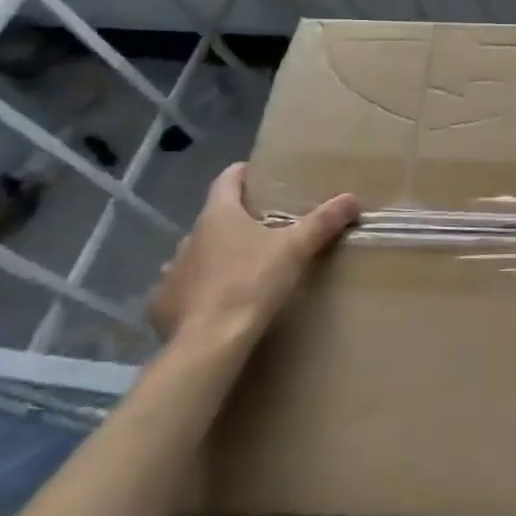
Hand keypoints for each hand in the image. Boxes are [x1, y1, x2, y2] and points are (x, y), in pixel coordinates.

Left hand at [149, 164, 358, 345]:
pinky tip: (217, 302)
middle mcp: (189, 237)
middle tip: (265, 229)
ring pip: (198, 254)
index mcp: (218, 215)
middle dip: (237, 221)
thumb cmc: (252, 282)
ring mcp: (172, 271)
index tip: (260, 175)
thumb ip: (323, 222)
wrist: (209, 341)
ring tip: (243, 267)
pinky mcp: (163, 305)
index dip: (243, 173)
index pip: (227, 180)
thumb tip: (351, 198)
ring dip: (217, 256)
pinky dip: (200, 290)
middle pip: (214, 219)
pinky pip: (183, 289)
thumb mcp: (296, 249)